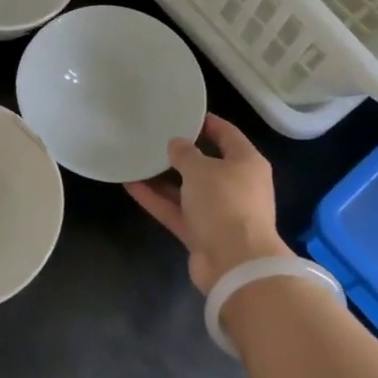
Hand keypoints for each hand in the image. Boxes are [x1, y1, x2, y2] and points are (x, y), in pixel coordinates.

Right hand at [125, 112, 293, 292]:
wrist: (235, 263)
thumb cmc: (225, 203)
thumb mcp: (202, 169)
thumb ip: (185, 154)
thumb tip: (177, 144)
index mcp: (247, 163)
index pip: (228, 135)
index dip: (207, 123)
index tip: (183, 114)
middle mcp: (236, 186)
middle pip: (207, 164)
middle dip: (182, 153)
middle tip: (155, 137)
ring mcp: (219, 212)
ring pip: (187, 190)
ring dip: (163, 178)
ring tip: (137, 159)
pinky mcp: (201, 234)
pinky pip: (176, 211)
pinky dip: (157, 200)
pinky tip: (131, 185)